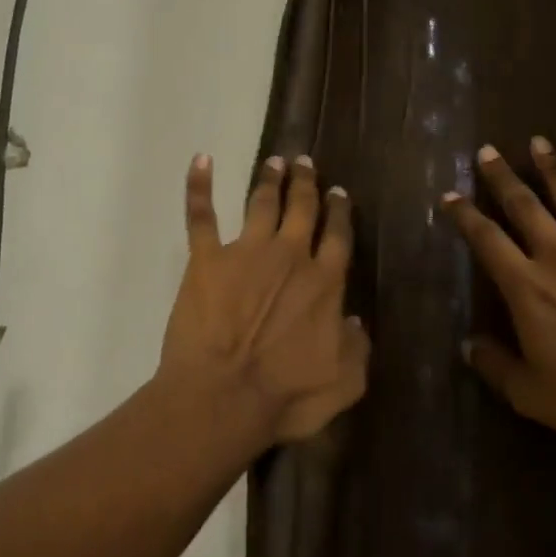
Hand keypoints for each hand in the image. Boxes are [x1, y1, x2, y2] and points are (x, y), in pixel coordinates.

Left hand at [158, 153, 369, 452]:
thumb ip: (357, 348)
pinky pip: (202, 215)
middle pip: (302, 208)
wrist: (223, 397)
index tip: (339, 193)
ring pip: (262, 203)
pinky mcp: (207, 259)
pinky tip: (201, 160)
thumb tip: (354, 319)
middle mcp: (290, 256)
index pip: (338, 235)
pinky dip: (199, 185)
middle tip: (305, 162)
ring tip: (274, 161)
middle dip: (306, 183)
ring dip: (270, 179)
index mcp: (325, 282)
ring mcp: (246, 252)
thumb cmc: (285, 396)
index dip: (340, 212)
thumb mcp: (344, 382)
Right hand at [442, 137, 555, 457]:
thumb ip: (496, 366)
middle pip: (525, 207)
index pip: (487, 240)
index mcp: (528, 287)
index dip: (465, 216)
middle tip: (487, 151)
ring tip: (539, 142)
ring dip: (554, 170)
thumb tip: (469, 345)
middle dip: (503, 178)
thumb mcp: (532, 395)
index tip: (449, 195)